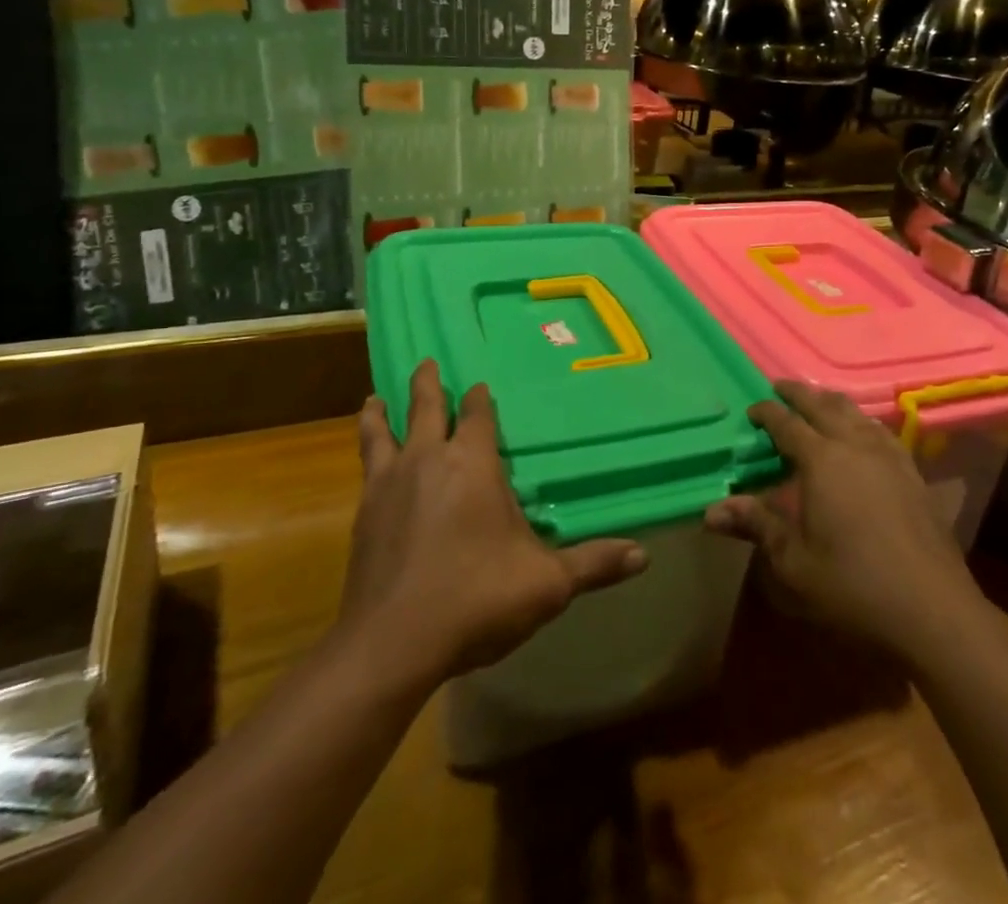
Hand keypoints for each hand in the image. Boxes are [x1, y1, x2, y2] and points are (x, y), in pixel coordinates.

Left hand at [339, 360, 646, 687]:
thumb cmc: (476, 598)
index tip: (480, 385)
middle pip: (426, 407)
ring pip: (382, 433)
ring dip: (381, 412)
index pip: (478, 415)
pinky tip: (368, 464)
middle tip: (426, 363)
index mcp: (472, 463)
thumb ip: (593, 563)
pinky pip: (365, 468)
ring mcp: (389, 485)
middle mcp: (428, 460)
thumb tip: (644, 556)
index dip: (480, 398)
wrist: (391, 644)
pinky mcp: (363, 515)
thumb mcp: (546, 584)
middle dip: (429, 384)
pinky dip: (367, 452)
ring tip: (376, 397)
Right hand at [705, 381, 993, 662]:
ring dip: (831, 402)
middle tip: (780, 388)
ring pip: (855, 412)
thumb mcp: (794, 561)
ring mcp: (888, 456)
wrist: (933, 609)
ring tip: (817, 404)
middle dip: (798, 393)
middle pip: (823, 405)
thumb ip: (756, 526)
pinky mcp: (912, 473)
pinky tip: (862, 435)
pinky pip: (880, 431)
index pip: (786, 423)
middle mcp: (855, 445)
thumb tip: (711, 511)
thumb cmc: (853, 586)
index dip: (766, 413)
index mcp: (821, 460)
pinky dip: (861, 421)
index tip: (751, 410)